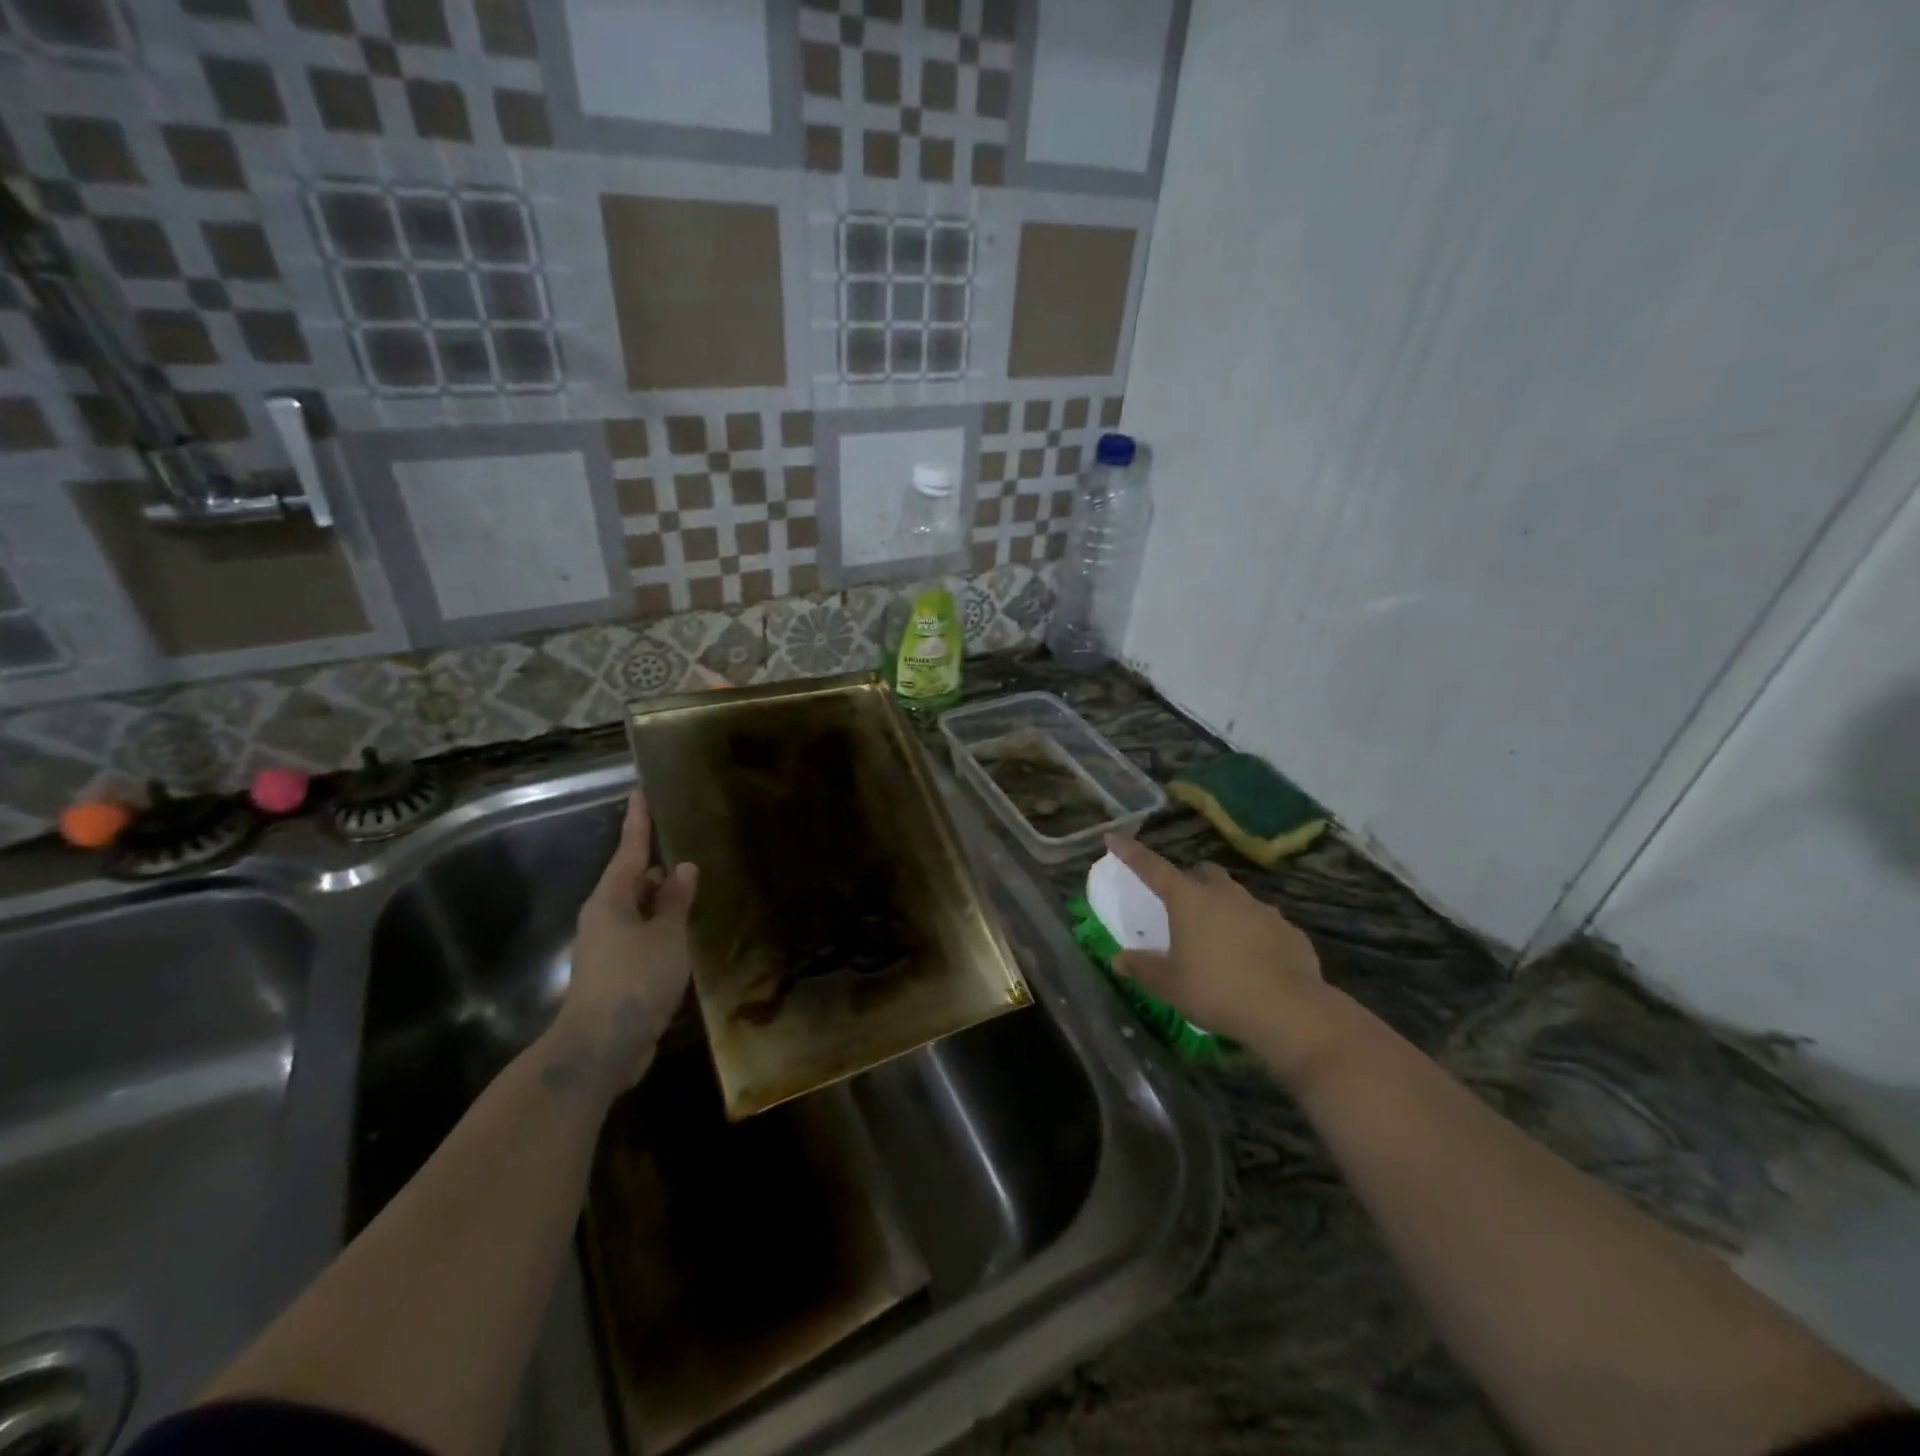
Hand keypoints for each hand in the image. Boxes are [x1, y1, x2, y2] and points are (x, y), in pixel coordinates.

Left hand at [546, 790, 697, 1097]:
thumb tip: (683, 868)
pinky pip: (643, 937)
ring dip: (663, 901)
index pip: (629, 850)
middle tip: (687, 848)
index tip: (640, 793)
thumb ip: (676, 901)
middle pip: (632, 881)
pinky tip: (685, 933)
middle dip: (657, 866)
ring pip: (639, 911)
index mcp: (611, 900)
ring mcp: (608, 947)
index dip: (638, 822)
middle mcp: (605, 918)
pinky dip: (663, 928)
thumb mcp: (666, 935)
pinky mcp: (617, 973)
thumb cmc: (635, 979)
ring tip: (694, 888)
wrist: (600, 1047)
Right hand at [1105, 835, 1353, 1086]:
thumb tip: (1119, 959)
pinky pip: (1264, 923)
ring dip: (1224, 909)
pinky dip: (1253, 933)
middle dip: (1191, 881)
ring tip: (1219, 940)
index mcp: (1189, 900)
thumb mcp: (1170, 985)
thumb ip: (1142, 968)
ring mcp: (1261, 909)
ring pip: (1236, 897)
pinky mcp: (1289, 930)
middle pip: (1203, 873)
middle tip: (1183, 906)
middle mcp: (1225, 894)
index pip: (1152, 867)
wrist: (1289, 1011)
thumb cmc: (1217, 991)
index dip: (1131, 852)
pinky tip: (1254, 961)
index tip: (1115, 838)